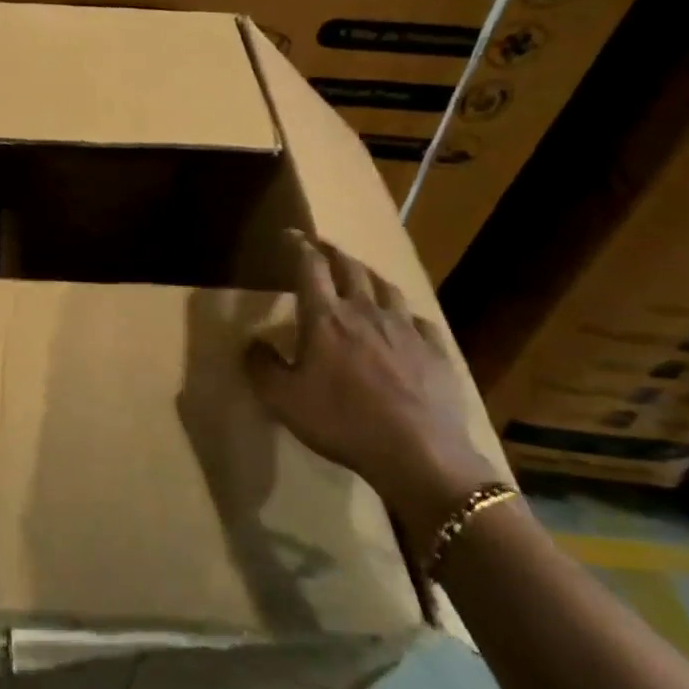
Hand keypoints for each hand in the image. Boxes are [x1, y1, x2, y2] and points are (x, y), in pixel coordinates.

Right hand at [245, 232, 502, 539]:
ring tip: (360, 275)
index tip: (290, 235)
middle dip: (332, 252)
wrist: (419, 454)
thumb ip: (261, 366)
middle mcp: (365, 311)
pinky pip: (418, 319)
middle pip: (349, 267)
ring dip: (367, 274)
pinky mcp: (436, 350)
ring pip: (386, 287)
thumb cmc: (342, 422)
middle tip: (321, 247)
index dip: (298, 246)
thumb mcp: (283, 399)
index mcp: (325, 317)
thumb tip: (252, 343)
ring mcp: (405, 329)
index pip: (310, 267)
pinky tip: (402, 321)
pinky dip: (403, 311)